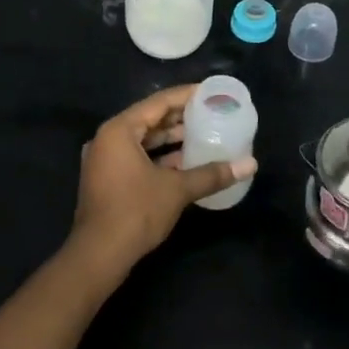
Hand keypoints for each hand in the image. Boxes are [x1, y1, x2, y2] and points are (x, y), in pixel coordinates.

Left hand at [66, 85, 255, 283]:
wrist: (98, 256)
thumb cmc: (135, 212)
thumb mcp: (177, 190)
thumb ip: (212, 174)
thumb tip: (250, 164)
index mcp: (119, 130)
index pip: (158, 102)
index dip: (186, 95)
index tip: (210, 92)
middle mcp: (108, 139)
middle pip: (149, 119)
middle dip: (180, 117)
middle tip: (210, 112)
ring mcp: (105, 160)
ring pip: (143, 140)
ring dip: (170, 138)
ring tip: (203, 134)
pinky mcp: (107, 179)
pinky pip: (137, 157)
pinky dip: (159, 156)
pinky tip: (185, 162)